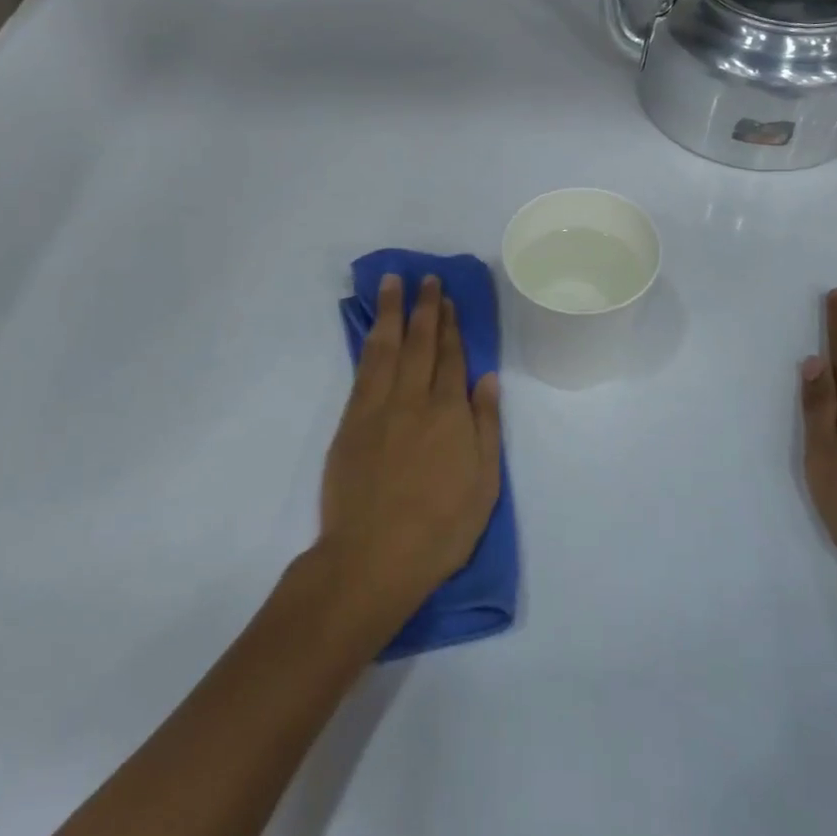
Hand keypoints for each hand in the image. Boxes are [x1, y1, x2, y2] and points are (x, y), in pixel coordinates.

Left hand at [317, 274, 502, 622]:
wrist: (373, 557)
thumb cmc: (440, 529)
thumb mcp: (484, 485)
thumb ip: (485, 427)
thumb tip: (486, 379)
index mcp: (449, 414)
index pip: (451, 358)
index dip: (450, 326)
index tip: (448, 300)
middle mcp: (413, 400)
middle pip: (420, 343)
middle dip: (424, 308)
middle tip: (425, 278)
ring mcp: (377, 408)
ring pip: (386, 348)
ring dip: (391, 312)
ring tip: (392, 283)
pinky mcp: (350, 422)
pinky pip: (363, 371)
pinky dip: (369, 344)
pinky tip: (373, 331)